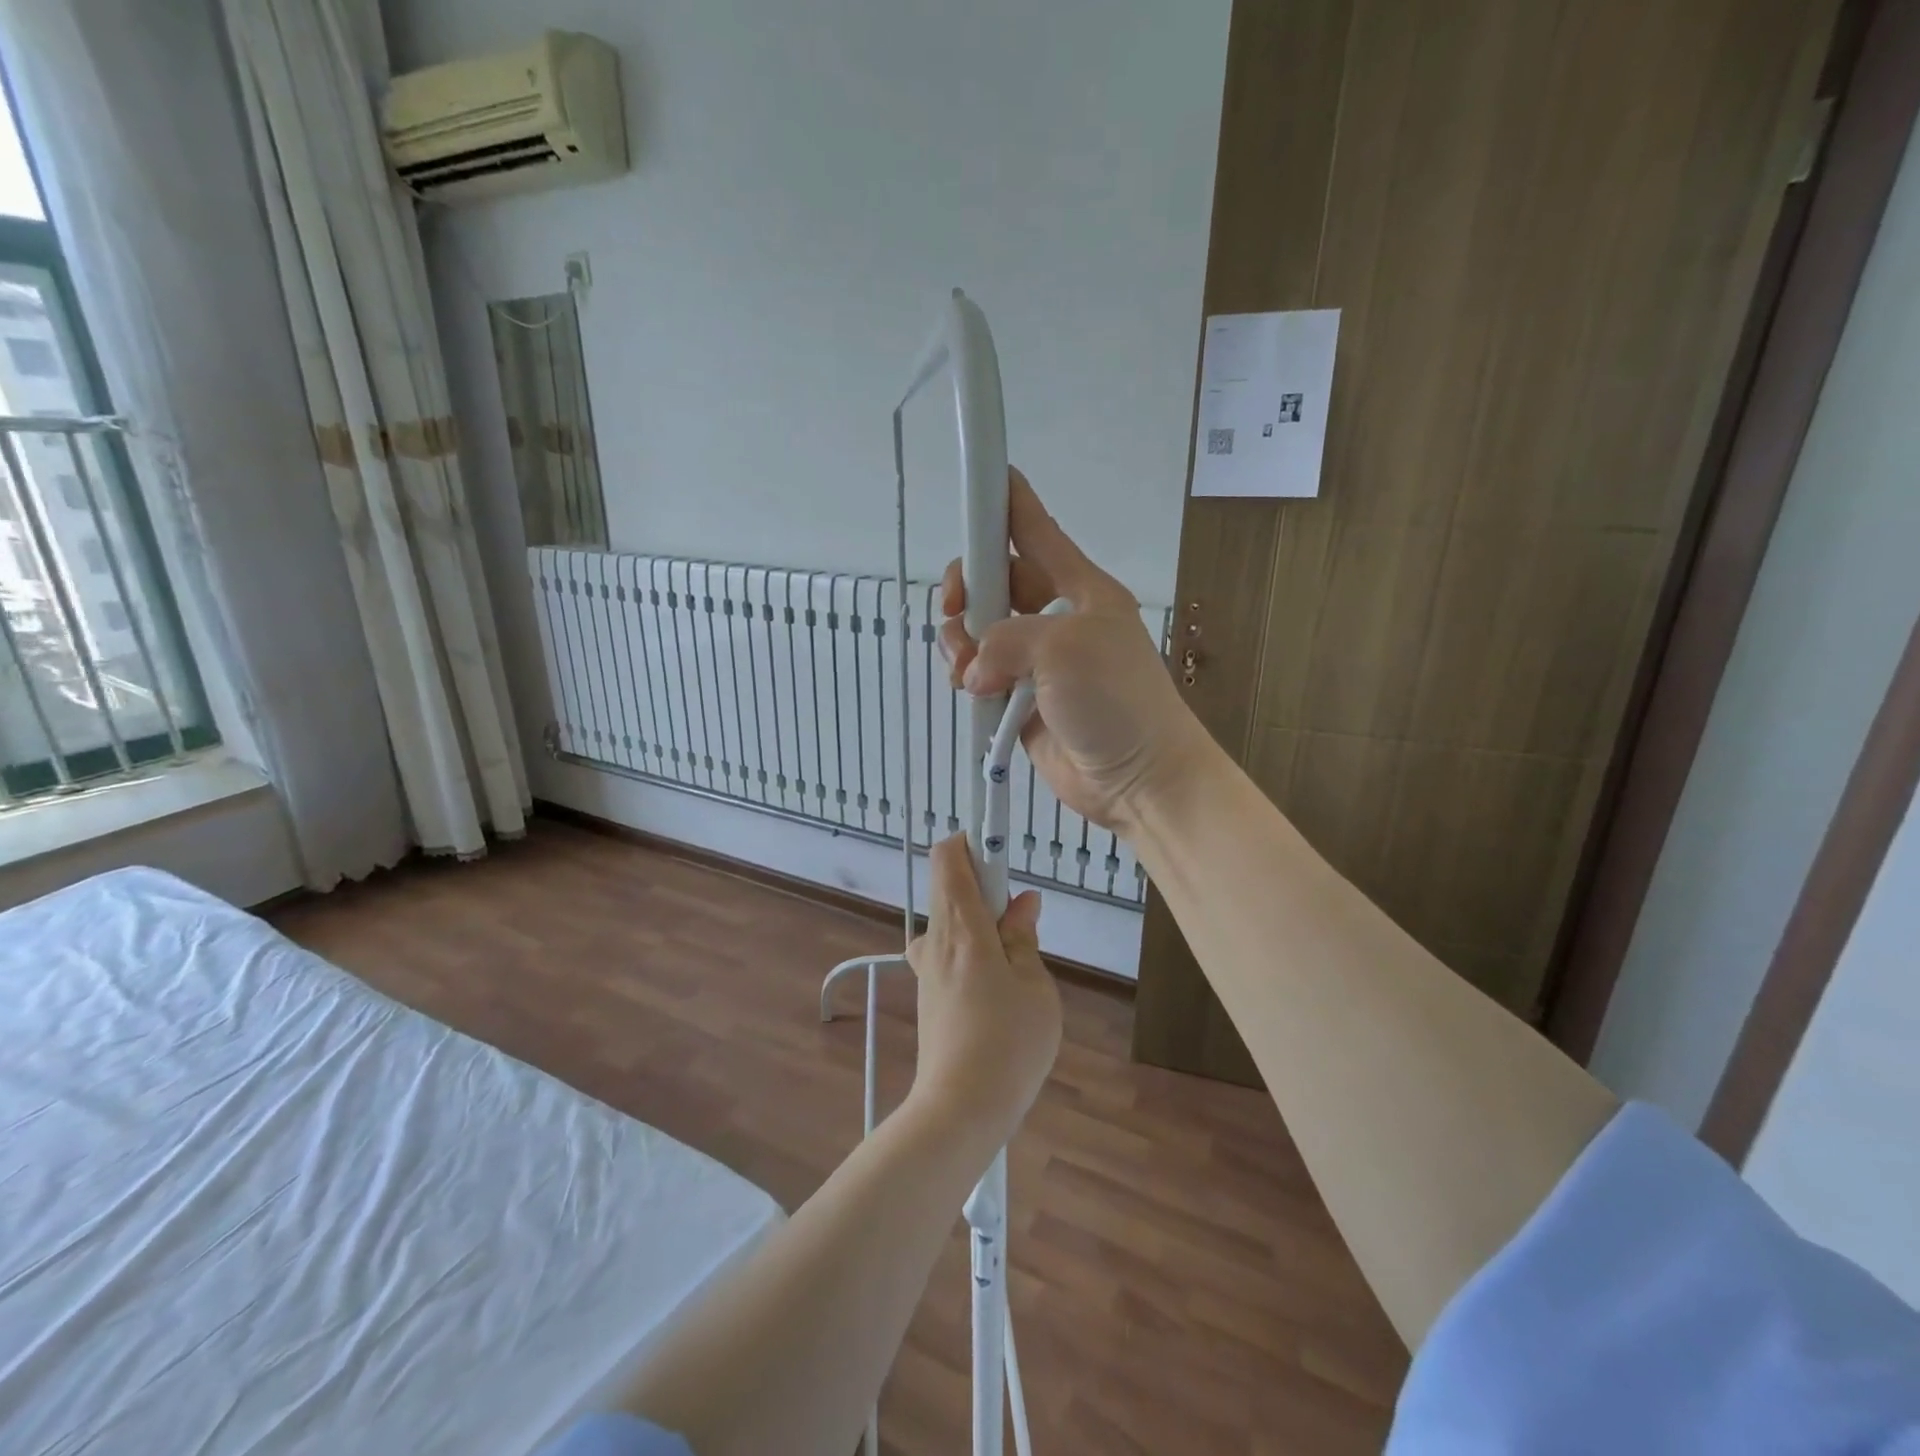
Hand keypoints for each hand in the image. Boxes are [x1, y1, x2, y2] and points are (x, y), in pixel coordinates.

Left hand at [905, 835, 1061, 1142]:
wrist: (961, 1108)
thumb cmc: (1009, 1042)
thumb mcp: (1034, 985)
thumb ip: (1024, 936)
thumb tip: (1022, 900)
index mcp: (963, 926)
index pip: (950, 857)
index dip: (973, 840)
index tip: (1001, 848)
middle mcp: (936, 938)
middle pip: (949, 884)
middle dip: (984, 884)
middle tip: (1019, 918)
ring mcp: (926, 966)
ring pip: (950, 918)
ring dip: (979, 919)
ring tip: (1014, 957)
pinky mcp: (927, 991)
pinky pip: (948, 948)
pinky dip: (972, 946)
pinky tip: (997, 984)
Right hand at [940, 470, 1212, 832]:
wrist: (1139, 777)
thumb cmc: (1117, 701)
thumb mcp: (1065, 648)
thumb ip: (1007, 638)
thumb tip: (977, 669)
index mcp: (1079, 589)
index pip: (1037, 532)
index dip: (1009, 503)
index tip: (982, 479)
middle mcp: (1056, 618)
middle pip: (996, 581)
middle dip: (967, 588)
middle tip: (955, 608)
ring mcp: (1037, 662)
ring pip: (980, 631)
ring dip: (961, 641)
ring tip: (965, 668)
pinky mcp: (1020, 700)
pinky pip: (980, 675)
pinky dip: (966, 677)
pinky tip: (968, 688)